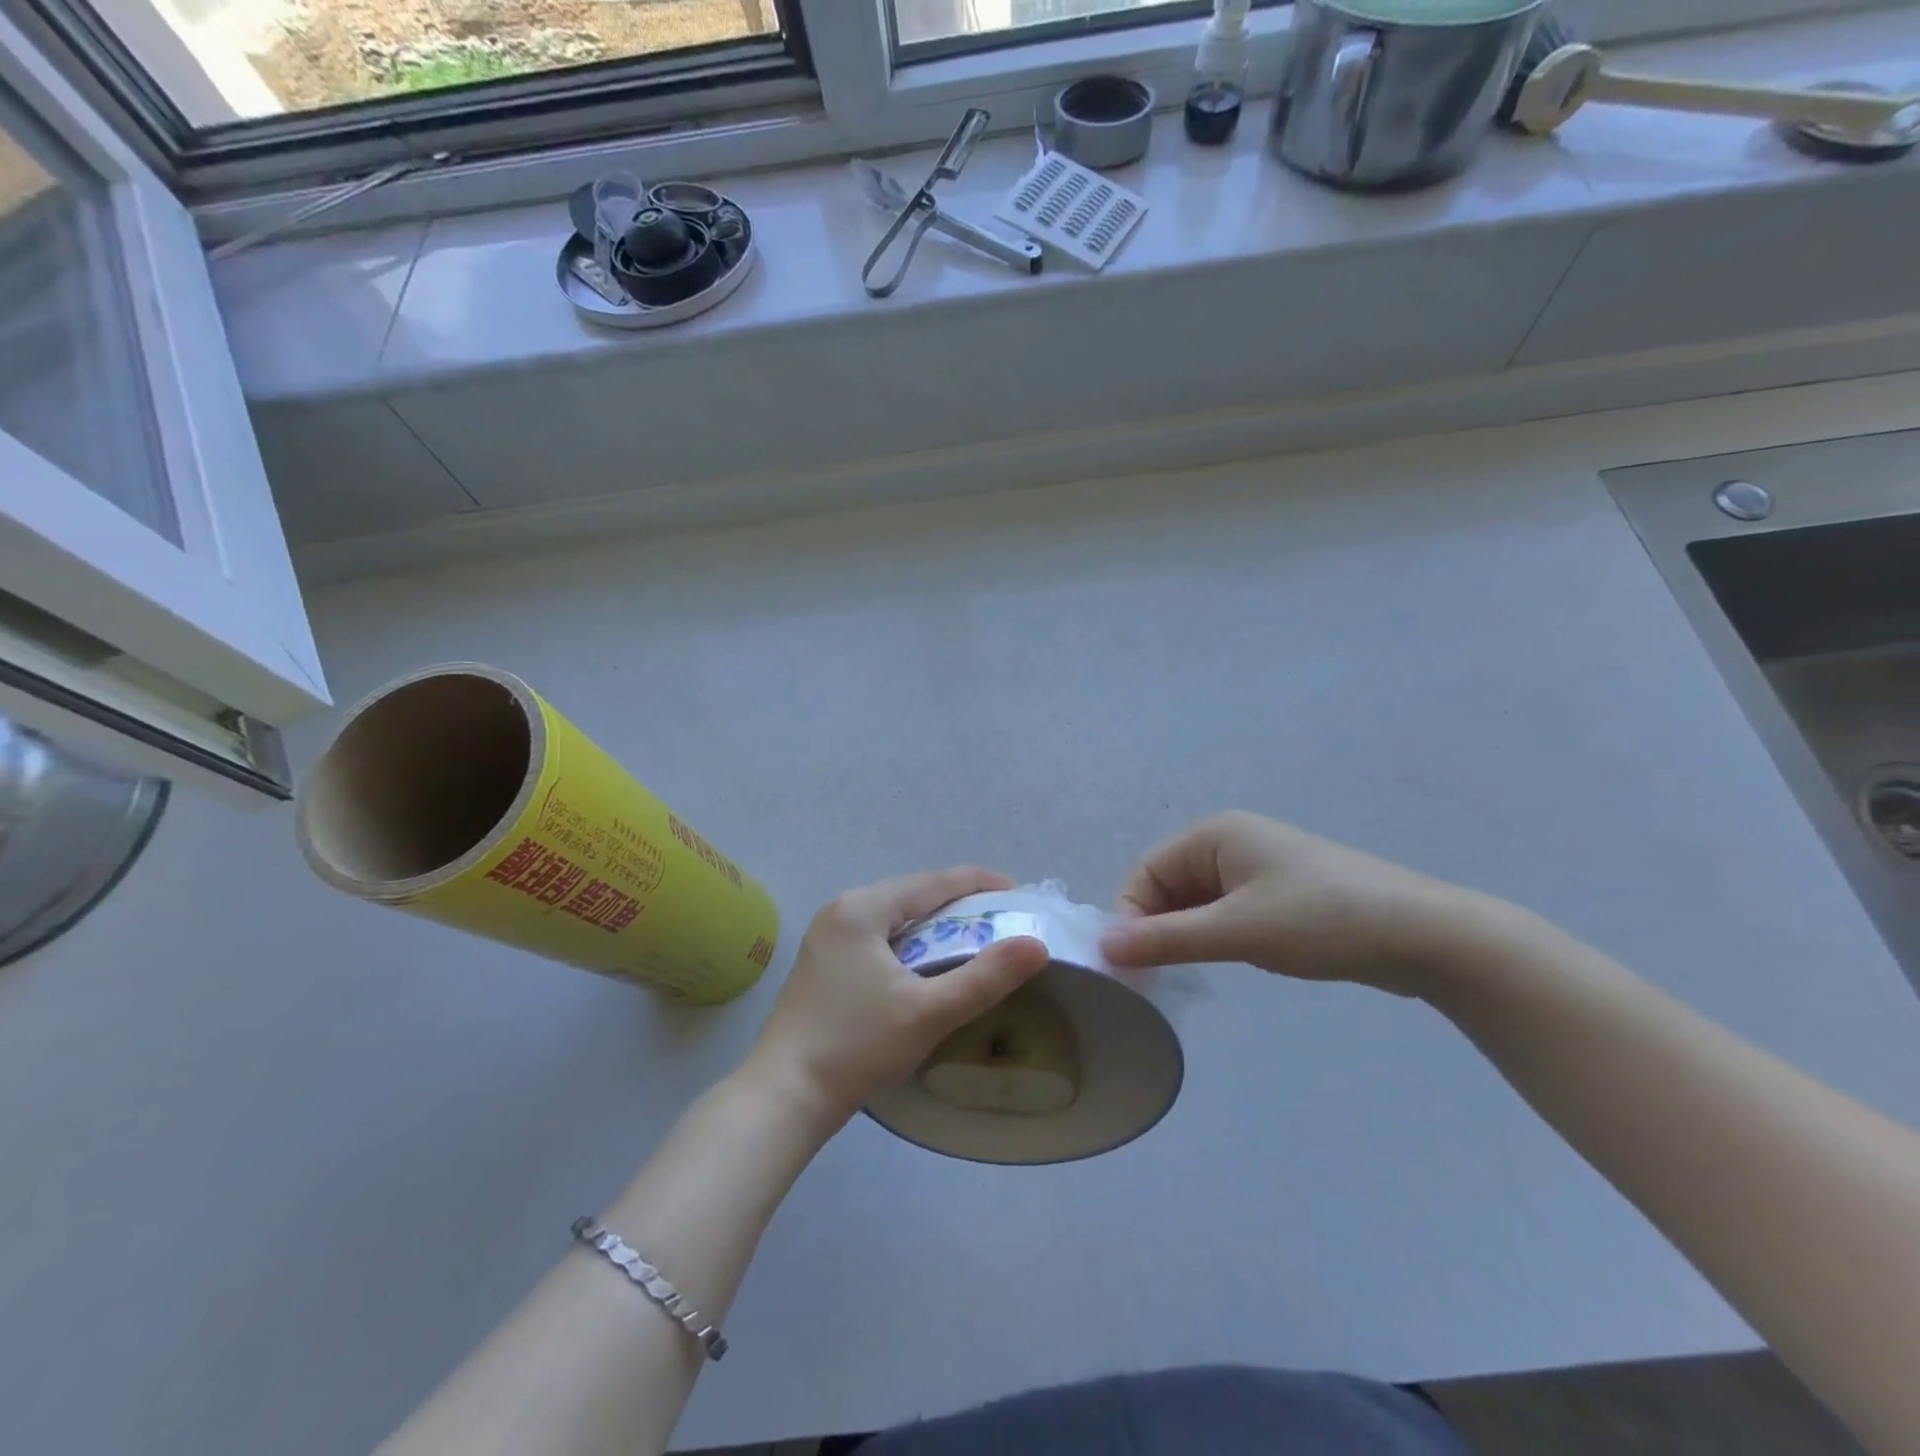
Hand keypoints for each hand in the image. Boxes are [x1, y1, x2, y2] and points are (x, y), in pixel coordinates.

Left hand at [742, 868, 1049, 1129]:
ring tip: (970, 937)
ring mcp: (826, 936)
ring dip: (932, 924)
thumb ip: (985, 977)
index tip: (1015, 891)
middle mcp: (841, 910)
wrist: (783, 1097)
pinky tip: (924, 962)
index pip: (932, 882)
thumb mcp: (929, 1012)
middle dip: (956, 903)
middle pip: (911, 894)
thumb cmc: (857, 1046)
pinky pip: (876, 936)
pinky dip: (908, 941)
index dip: (977, 882)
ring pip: (893, 916)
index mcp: (862, 908)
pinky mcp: (822, 962)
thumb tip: (1037, 945)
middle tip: (998, 919)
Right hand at [1099, 811, 1493, 996]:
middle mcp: (1229, 843)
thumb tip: (1103, 946)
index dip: (1130, 918)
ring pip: (1196, 903)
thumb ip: (1166, 938)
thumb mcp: (1236, 931)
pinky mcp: (1278, 895)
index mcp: (1213, 835)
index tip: (1129, 968)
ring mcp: (1256, 869)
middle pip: (1168, 886)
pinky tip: (1224, 962)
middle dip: (1157, 929)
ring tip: (1187, 975)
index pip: (1145, 873)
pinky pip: (1225, 913)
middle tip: (1156, 979)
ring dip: (1185, 936)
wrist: (1423, 935)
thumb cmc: (1320, 920)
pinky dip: (1213, 937)